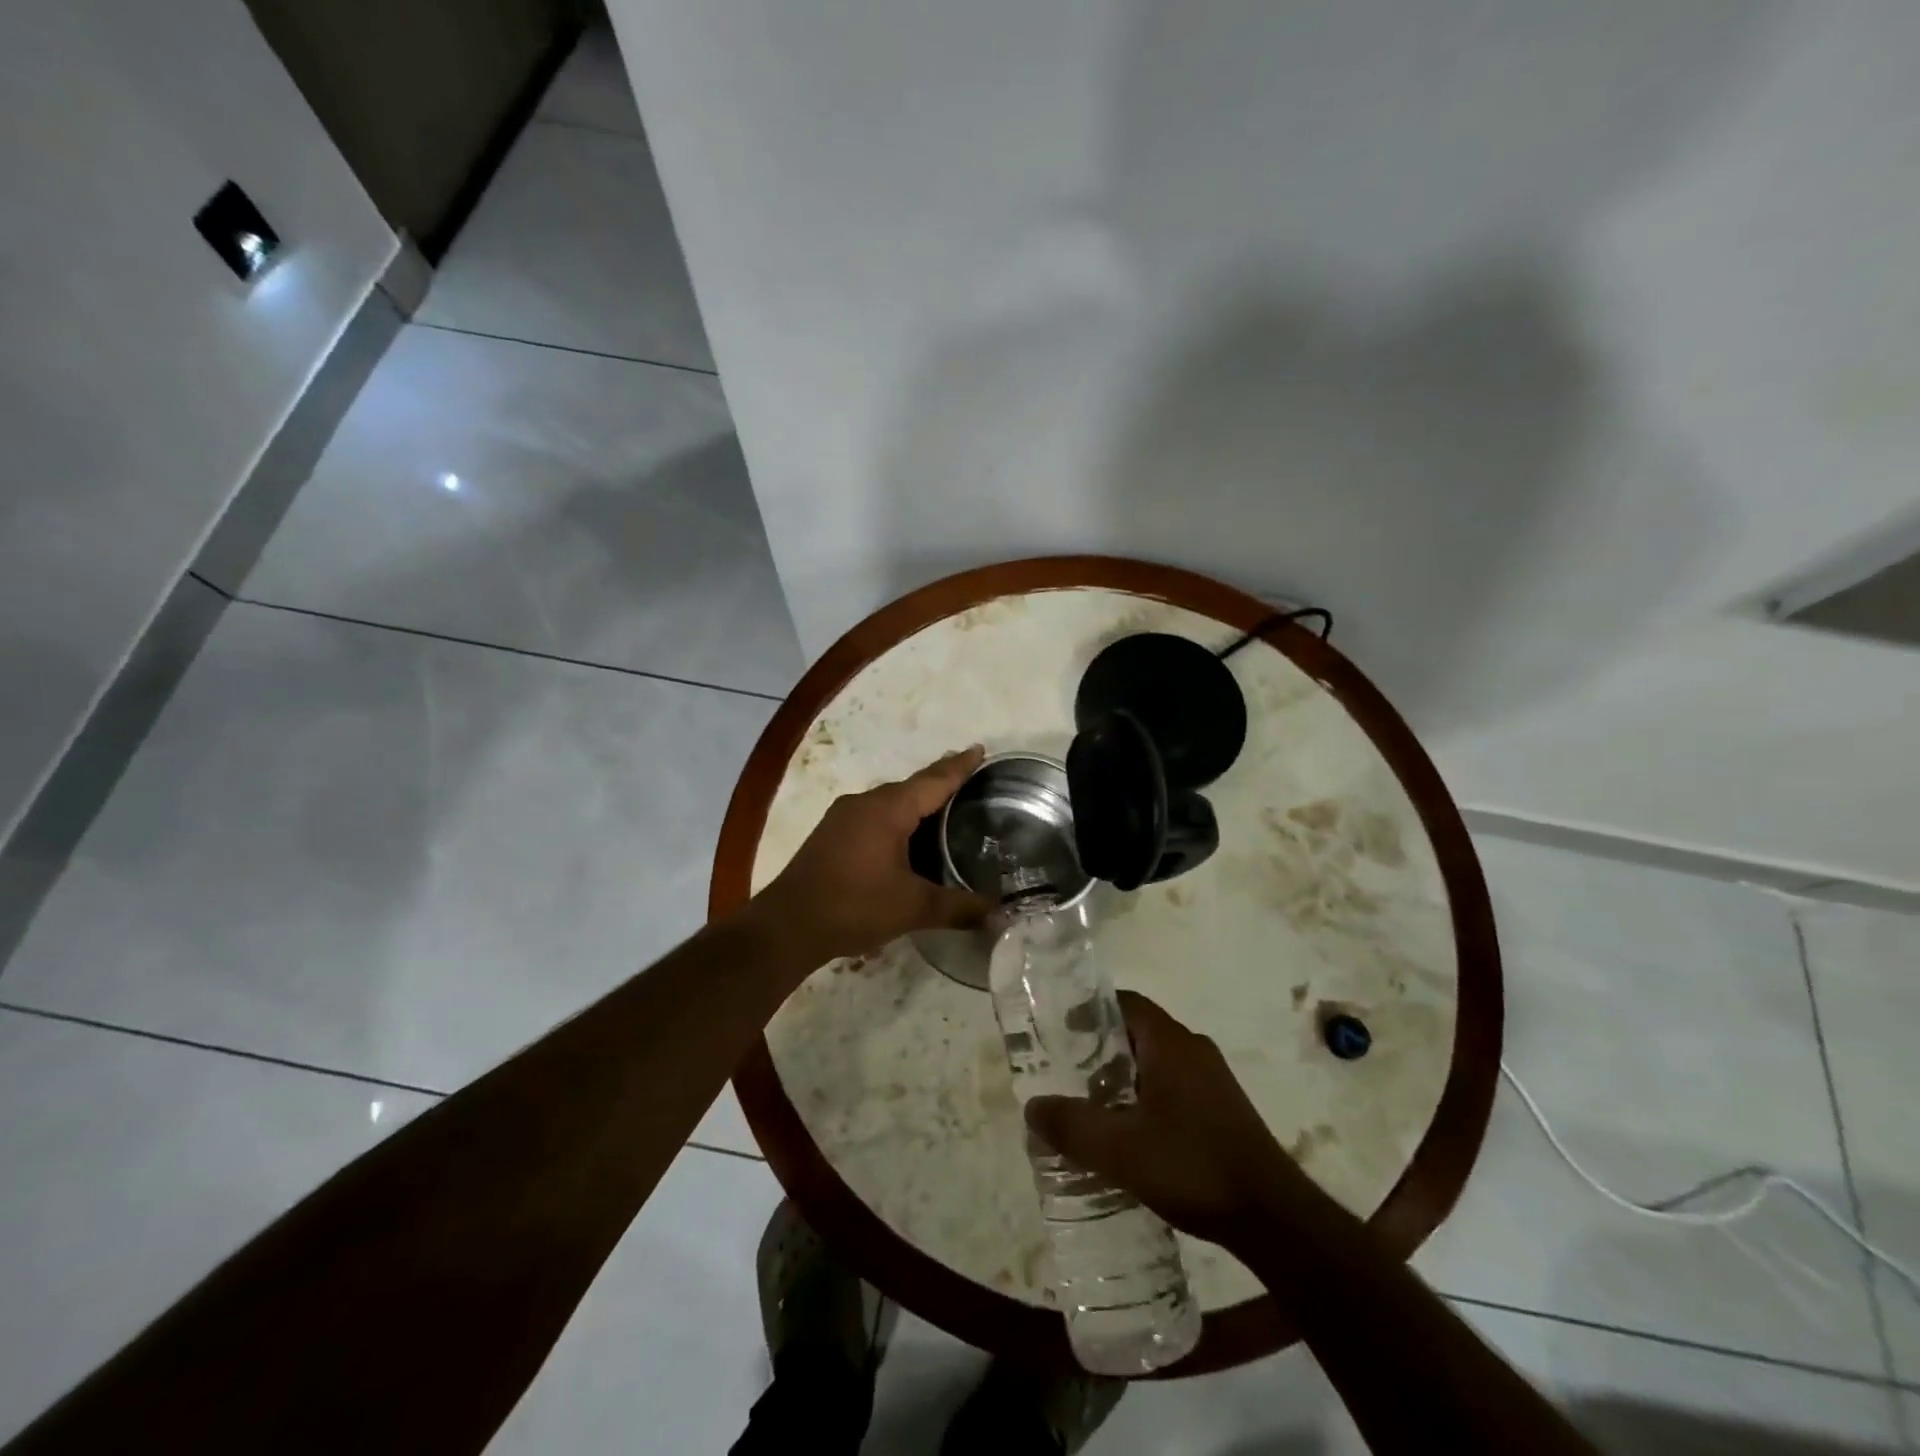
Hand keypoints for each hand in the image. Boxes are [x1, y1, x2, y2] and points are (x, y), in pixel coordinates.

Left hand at [753, 747, 994, 962]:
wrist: (787, 925)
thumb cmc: (854, 906)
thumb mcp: (913, 908)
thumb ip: (959, 908)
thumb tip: (999, 915)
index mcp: (888, 810)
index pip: (933, 781)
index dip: (959, 767)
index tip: (979, 749)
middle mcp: (865, 803)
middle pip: (912, 786)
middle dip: (940, 781)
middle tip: (970, 779)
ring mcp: (843, 817)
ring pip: (890, 801)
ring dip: (917, 802)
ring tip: (944, 807)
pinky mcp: (831, 834)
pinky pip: (874, 815)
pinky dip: (897, 818)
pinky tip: (907, 836)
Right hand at [1026, 992, 1308, 1245]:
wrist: (1274, 1218)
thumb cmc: (1193, 1167)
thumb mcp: (1120, 1150)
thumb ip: (1071, 1125)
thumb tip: (1031, 1106)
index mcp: (1170, 1042)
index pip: (1124, 1003)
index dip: (1089, 1010)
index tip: (1058, 1031)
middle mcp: (1193, 1049)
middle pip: (1137, 1031)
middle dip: (1100, 1047)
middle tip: (1065, 1071)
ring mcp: (1212, 1079)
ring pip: (1156, 1061)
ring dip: (1123, 1075)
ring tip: (1090, 1104)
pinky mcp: (1223, 1108)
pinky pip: (1174, 1084)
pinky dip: (1146, 1095)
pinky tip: (1130, 1133)